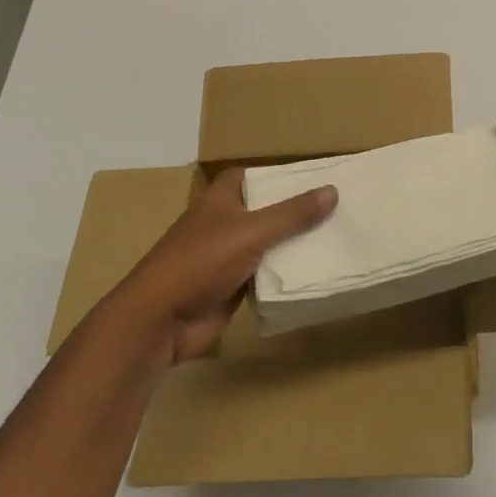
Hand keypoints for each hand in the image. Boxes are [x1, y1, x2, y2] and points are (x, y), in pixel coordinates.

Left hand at [112, 169, 336, 365]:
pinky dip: (284, 274)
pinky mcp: (231, 288)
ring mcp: (226, 258)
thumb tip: (332, 190)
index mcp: (220, 200)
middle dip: (293, 211)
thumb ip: (292, 214)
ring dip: (292, 244)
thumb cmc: (201, 261)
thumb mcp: (251, 231)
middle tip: (336, 207)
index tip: (309, 177)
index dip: (274, 175)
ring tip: (336, 236)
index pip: (249, 176)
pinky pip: (265, 275)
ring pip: (267, 244)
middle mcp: (223, 224)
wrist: (160, 321)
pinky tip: (315, 271)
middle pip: (263, 211)